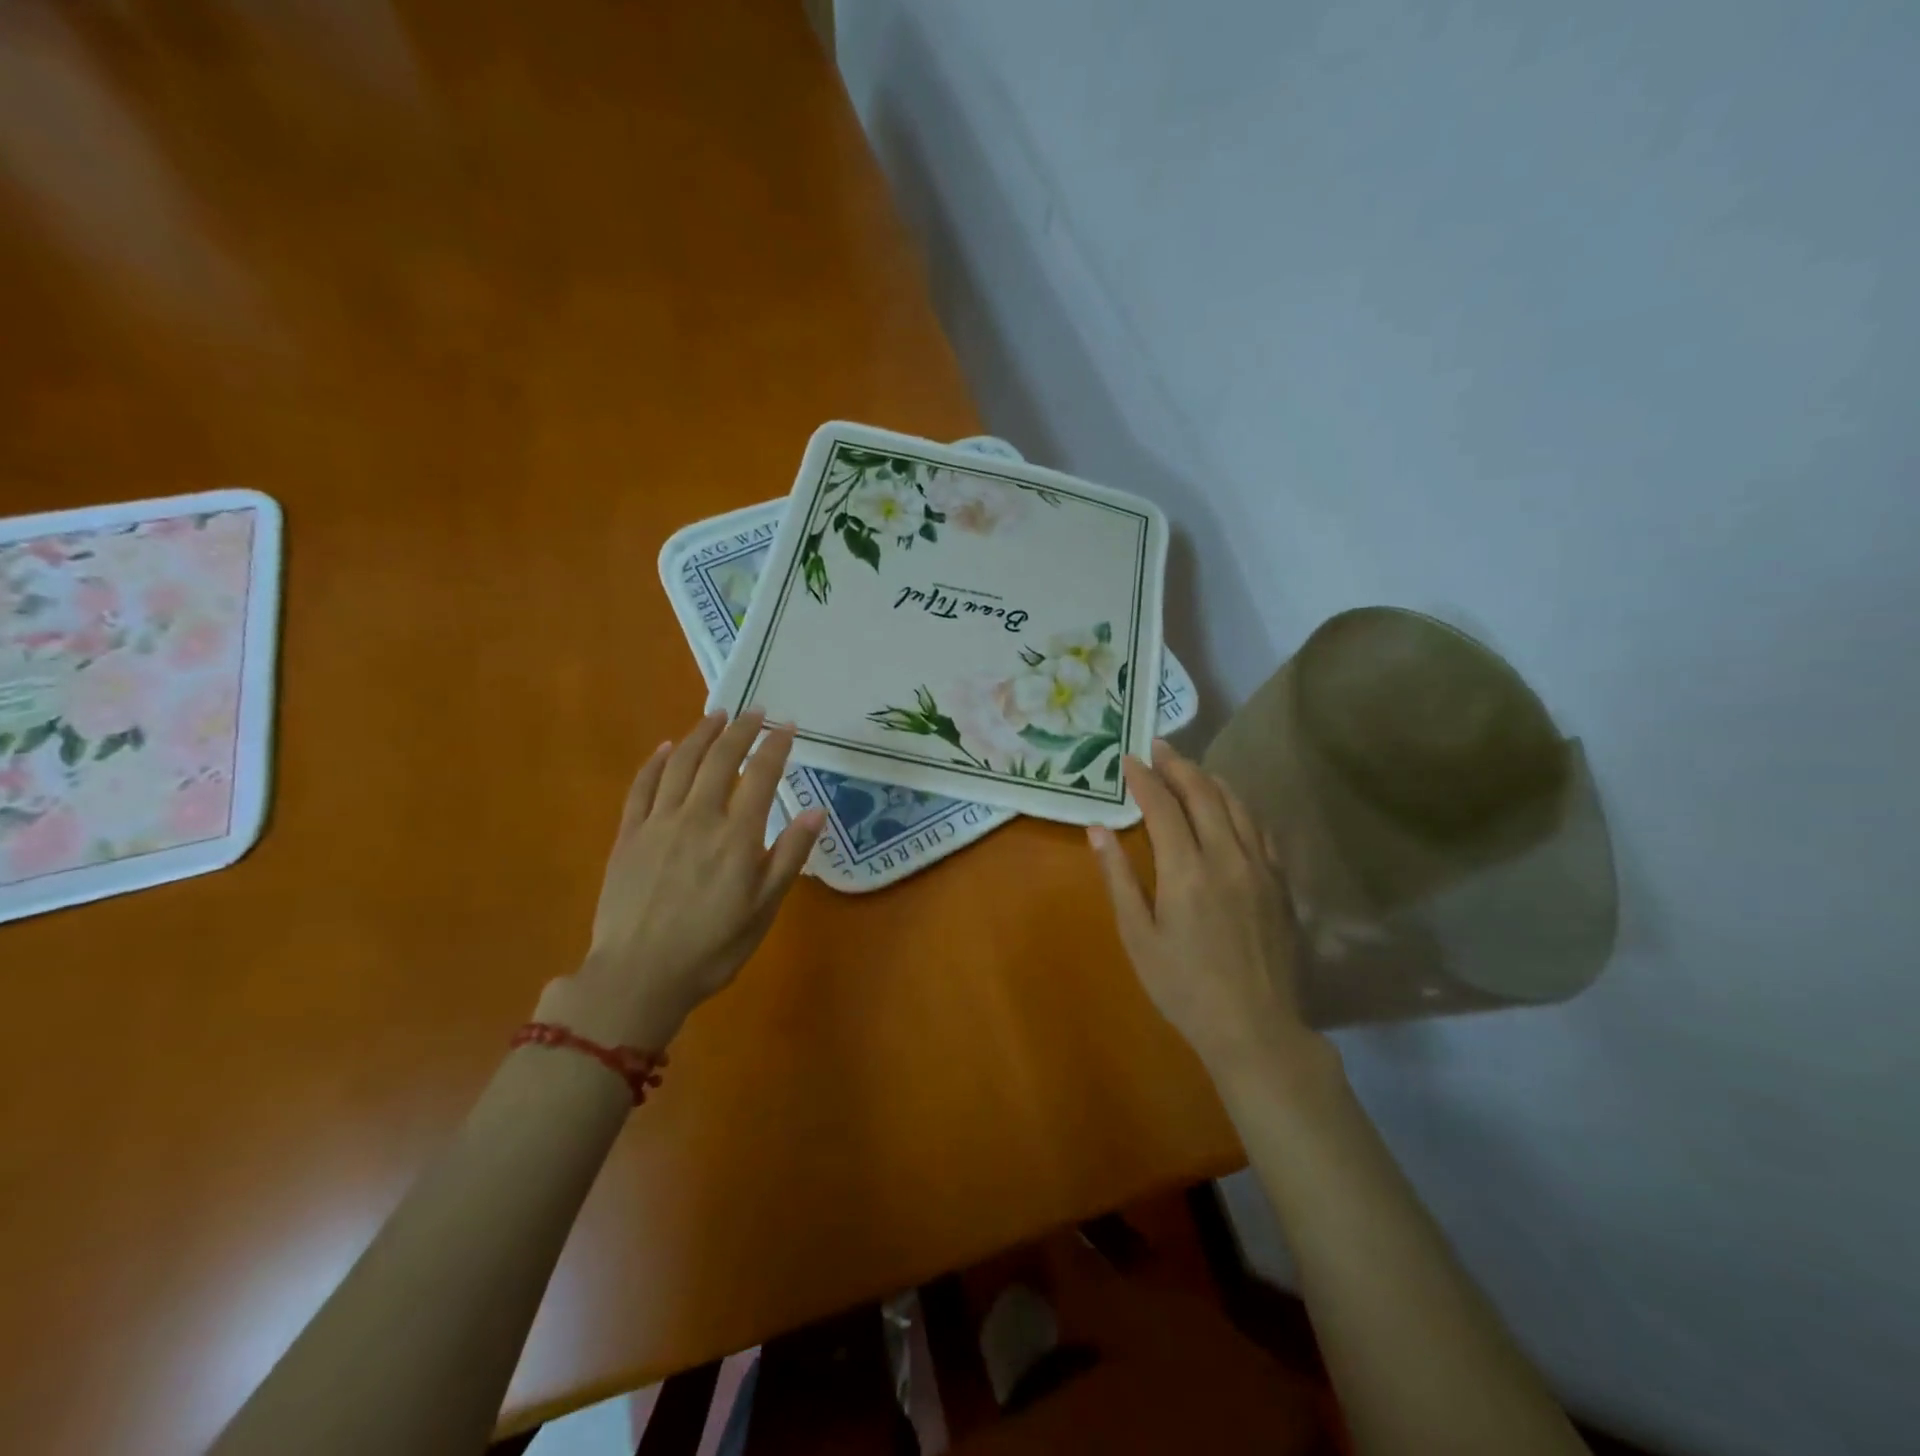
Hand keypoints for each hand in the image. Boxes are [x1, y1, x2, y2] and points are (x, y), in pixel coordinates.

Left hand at [536, 710, 826, 1051]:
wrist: (638, 976)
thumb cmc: (712, 947)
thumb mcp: (764, 908)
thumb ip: (789, 856)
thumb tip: (816, 812)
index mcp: (736, 835)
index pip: (761, 775)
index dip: (775, 745)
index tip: (787, 726)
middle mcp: (698, 817)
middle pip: (721, 758)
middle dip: (741, 729)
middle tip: (755, 710)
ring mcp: (658, 822)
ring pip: (681, 763)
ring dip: (701, 734)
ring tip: (717, 715)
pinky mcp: (628, 834)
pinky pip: (642, 786)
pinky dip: (656, 762)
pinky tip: (667, 747)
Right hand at [1087, 738, 1321, 1077]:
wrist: (1255, 1028)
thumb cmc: (1183, 987)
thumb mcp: (1138, 936)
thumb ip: (1118, 877)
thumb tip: (1098, 829)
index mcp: (1187, 870)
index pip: (1163, 806)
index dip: (1145, 778)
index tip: (1129, 758)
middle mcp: (1227, 857)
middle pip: (1204, 794)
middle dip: (1179, 765)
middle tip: (1159, 747)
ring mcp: (1260, 868)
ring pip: (1238, 805)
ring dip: (1211, 780)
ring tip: (1191, 769)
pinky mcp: (1280, 883)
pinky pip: (1260, 830)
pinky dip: (1240, 808)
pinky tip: (1231, 808)